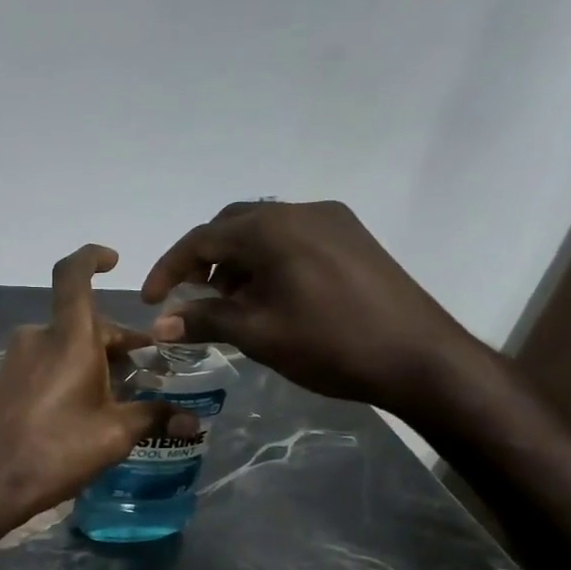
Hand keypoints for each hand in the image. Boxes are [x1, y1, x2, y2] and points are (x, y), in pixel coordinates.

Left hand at [0, 245, 182, 525]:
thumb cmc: (55, 450)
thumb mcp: (114, 434)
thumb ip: (154, 417)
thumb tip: (193, 419)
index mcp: (68, 337)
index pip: (73, 274)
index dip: (92, 258)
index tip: (114, 260)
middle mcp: (39, 337)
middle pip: (83, 321)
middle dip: (118, 340)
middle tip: (147, 370)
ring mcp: (17, 359)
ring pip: (66, 345)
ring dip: (96, 360)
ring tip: (122, 396)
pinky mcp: (6, 381)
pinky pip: (47, 362)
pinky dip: (71, 372)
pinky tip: (87, 408)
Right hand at [142, 200, 484, 416]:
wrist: (420, 358)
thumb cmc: (328, 343)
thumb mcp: (256, 334)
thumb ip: (203, 321)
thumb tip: (159, 325)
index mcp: (273, 227)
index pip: (202, 238)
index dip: (169, 269)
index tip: (151, 302)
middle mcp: (301, 211)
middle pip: (233, 226)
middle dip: (203, 260)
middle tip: (189, 298)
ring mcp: (333, 222)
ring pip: (264, 231)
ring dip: (235, 261)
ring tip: (229, 303)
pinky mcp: (353, 239)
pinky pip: (293, 239)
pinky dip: (267, 261)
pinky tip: (268, 296)